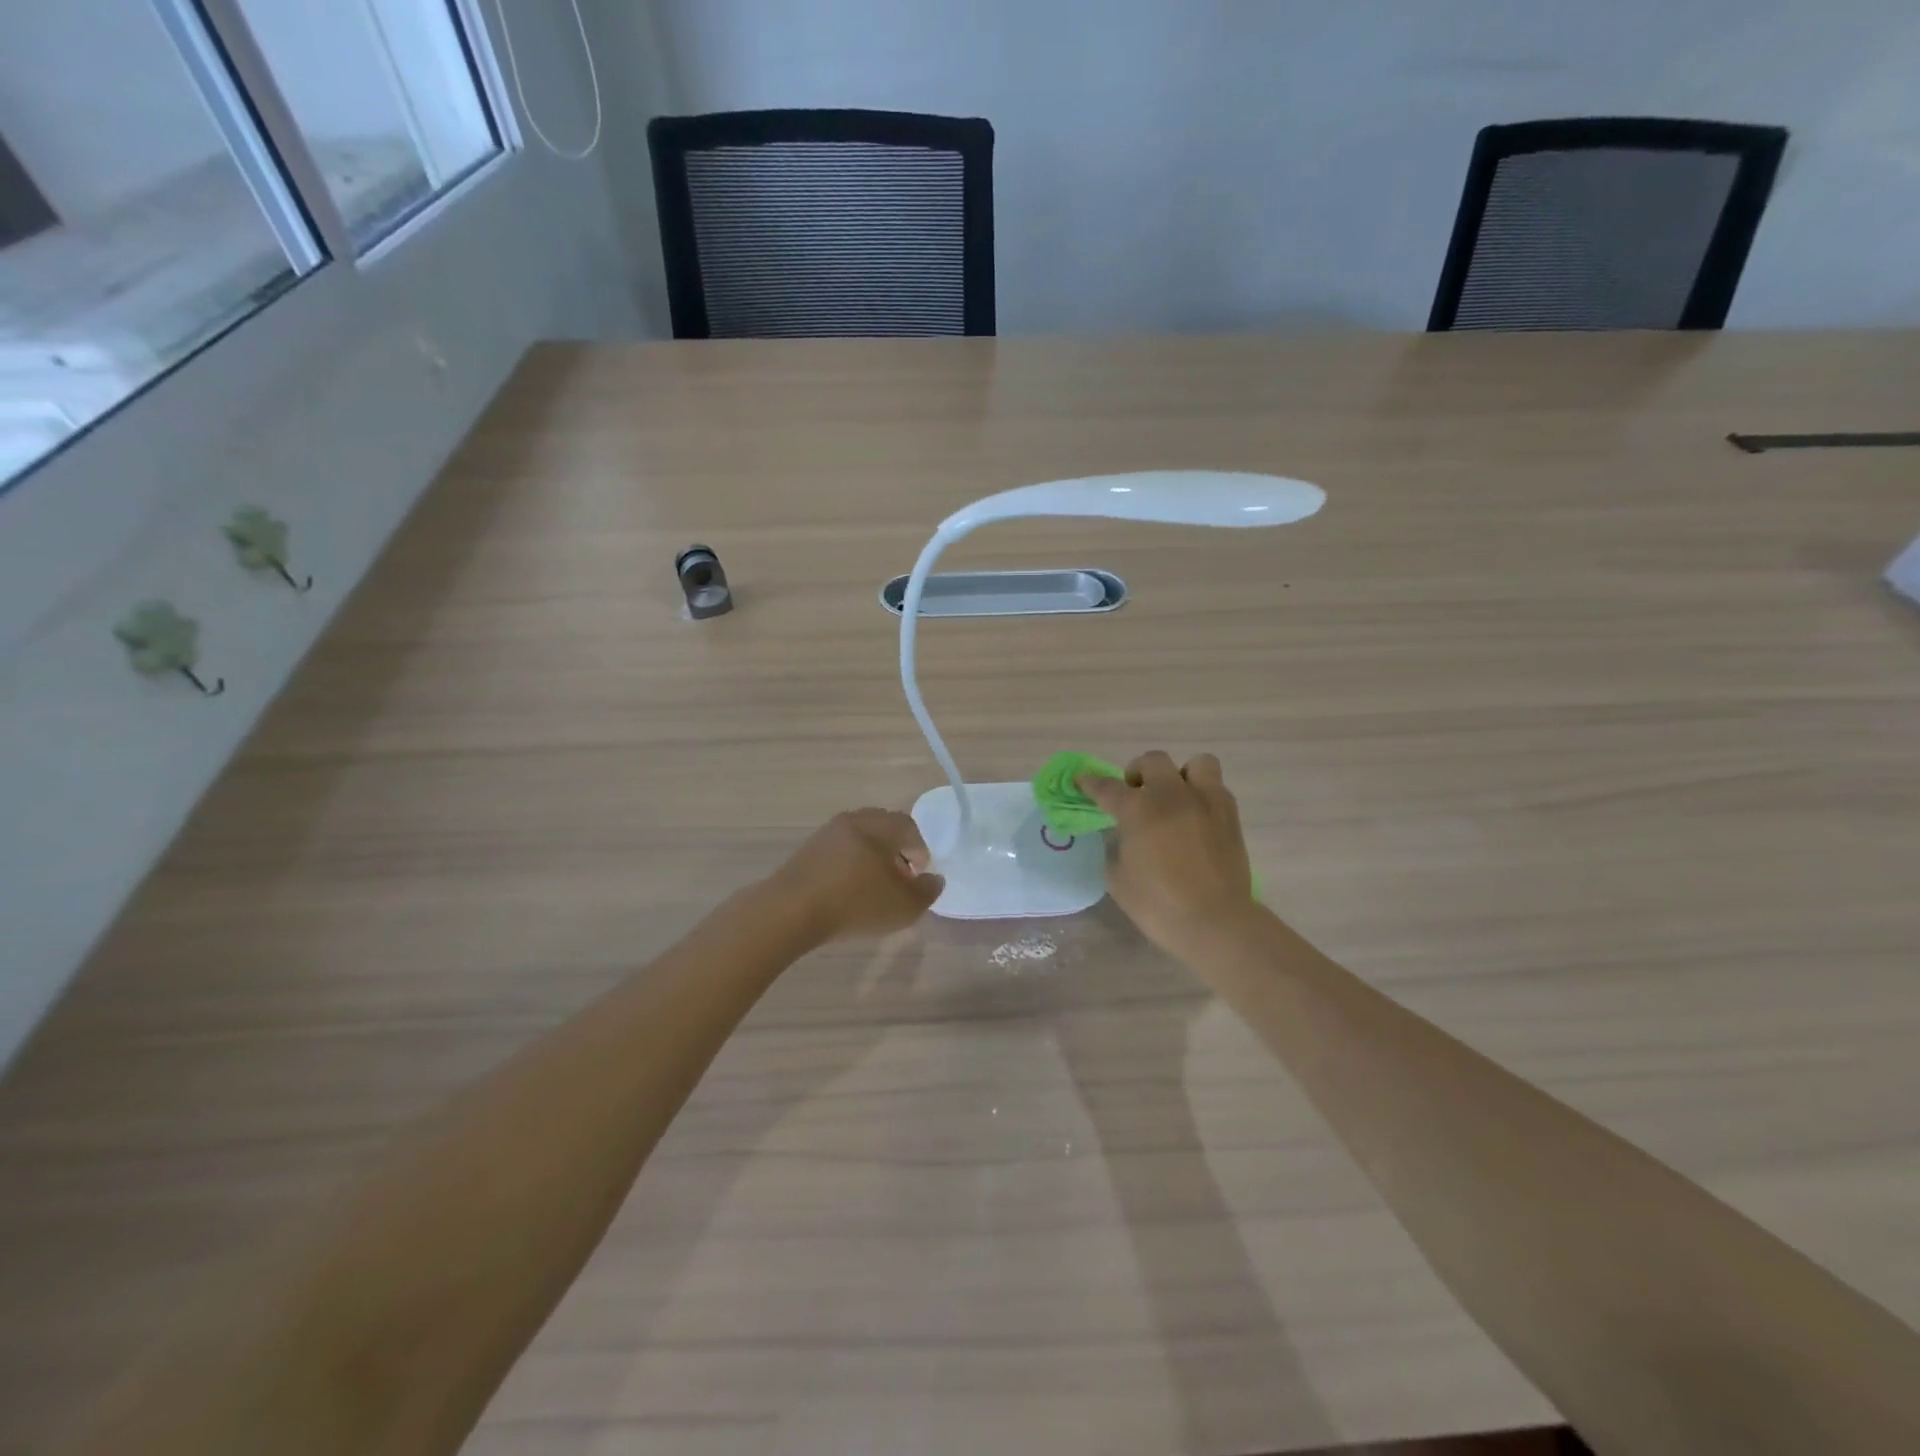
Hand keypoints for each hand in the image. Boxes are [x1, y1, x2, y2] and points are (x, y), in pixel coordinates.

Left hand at [766, 809, 944, 942]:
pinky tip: (847, 890)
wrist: (790, 910)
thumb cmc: (856, 903)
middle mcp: (854, 820)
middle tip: (899, 878)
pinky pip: (838, 850)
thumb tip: (934, 879)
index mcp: (880, 826)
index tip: (918, 876)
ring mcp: (827, 833)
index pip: (909, 827)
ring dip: (871, 857)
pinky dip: (850, 864)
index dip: (920, 851)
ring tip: (873, 887)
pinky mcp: (807, 850)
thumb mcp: (904, 907)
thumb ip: (927, 891)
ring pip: (859, 838)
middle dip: (896, 850)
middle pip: (883, 827)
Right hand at [1080, 751, 1258, 953]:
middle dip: (1138, 773)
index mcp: (1138, 809)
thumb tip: (1122, 835)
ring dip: (1180, 776)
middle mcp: (1171, 794)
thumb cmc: (1158, 904)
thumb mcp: (1118, 878)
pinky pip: (1216, 787)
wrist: (1215, 921)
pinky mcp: (1230, 815)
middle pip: (1152, 761)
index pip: (1107, 787)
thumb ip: (1116, 847)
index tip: (1082, 780)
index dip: (1091, 783)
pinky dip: (1202, 795)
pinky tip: (1196, 818)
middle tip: (1135, 795)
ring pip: (1195, 763)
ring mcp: (1205, 801)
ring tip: (1175, 799)